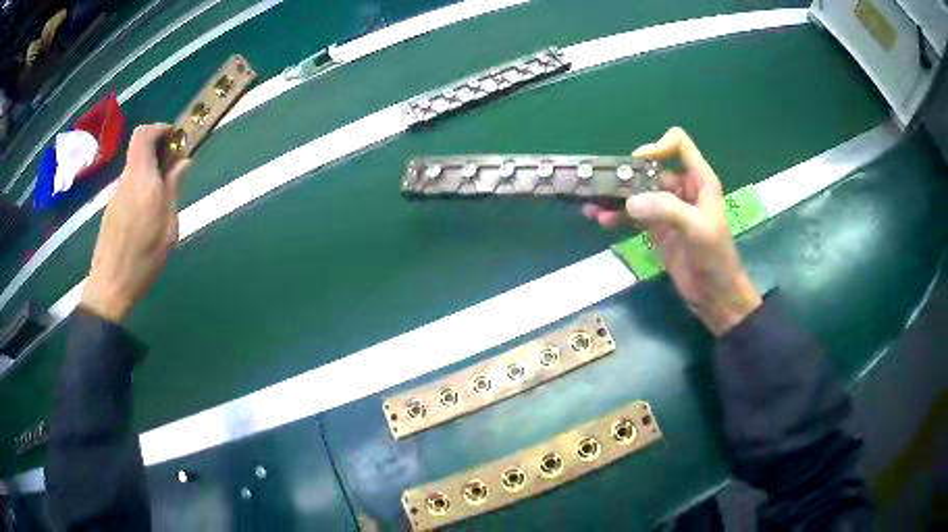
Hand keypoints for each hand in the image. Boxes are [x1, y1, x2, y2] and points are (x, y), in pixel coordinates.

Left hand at [82, 124, 190, 322]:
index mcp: (142, 180)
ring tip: (163, 195)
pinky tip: (147, 212)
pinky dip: (140, 184)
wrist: (110, 286)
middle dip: (158, 149)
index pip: (144, 134)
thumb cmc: (143, 260)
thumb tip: (183, 162)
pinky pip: (128, 185)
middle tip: (173, 167)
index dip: (160, 128)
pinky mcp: (111, 207)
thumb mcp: (168, 228)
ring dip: (150, 169)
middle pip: (139, 148)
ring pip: (134, 167)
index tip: (175, 138)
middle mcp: (126, 180)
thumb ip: (173, 189)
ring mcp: (115, 194)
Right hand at [583, 127, 760, 335]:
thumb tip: (630, 202)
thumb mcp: (697, 228)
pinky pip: (632, 214)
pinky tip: (601, 220)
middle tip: (601, 184)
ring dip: (616, 196)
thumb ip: (666, 209)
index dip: (657, 147)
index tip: (638, 164)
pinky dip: (616, 215)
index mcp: (699, 180)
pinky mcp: (656, 228)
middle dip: (626, 174)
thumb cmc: (715, 257)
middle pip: (650, 168)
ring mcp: (667, 208)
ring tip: (592, 203)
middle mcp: (681, 188)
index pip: (678, 144)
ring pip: (638, 191)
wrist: (714, 294)